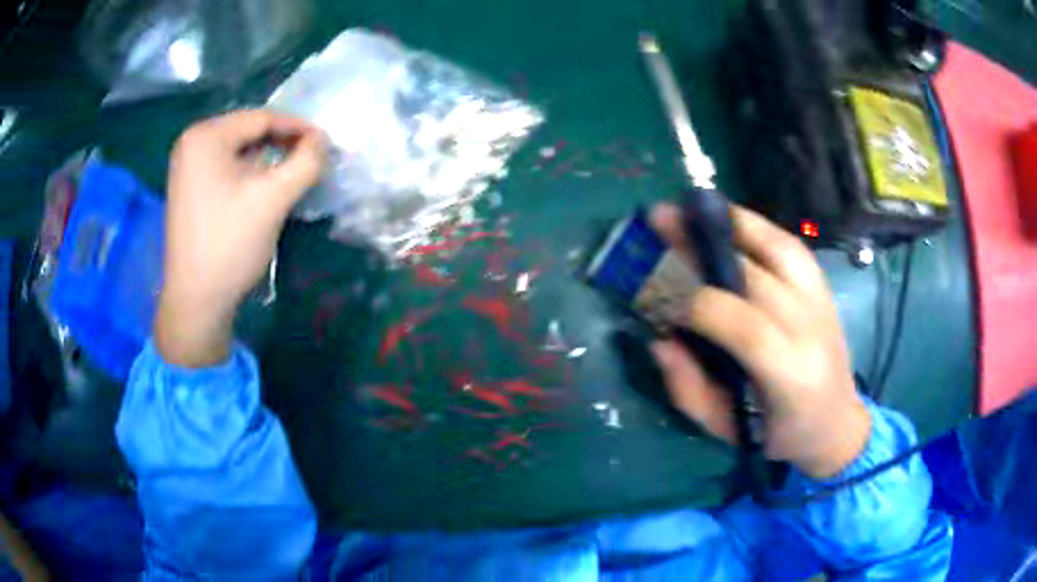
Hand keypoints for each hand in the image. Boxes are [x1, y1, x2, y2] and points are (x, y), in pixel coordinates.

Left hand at [156, 109, 325, 367]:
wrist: (195, 301)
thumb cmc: (230, 245)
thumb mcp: (273, 199)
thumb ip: (305, 162)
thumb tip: (323, 141)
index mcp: (205, 136)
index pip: (261, 118)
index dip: (298, 127)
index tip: (326, 142)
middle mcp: (191, 143)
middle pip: (248, 132)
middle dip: (283, 143)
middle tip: (312, 159)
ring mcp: (186, 167)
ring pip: (238, 151)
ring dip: (268, 159)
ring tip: (294, 172)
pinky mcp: (189, 188)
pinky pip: (226, 168)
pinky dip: (250, 173)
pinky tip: (266, 186)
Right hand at [649, 204, 869, 478]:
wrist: (836, 424)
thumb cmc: (778, 436)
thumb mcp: (726, 431)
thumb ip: (689, 390)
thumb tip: (659, 339)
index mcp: (791, 377)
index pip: (745, 327)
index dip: (697, 302)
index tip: (653, 288)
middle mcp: (812, 330)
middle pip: (757, 277)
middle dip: (703, 248)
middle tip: (659, 222)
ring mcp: (822, 302)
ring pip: (780, 248)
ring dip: (733, 223)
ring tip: (693, 207)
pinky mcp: (824, 288)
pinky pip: (792, 246)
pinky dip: (759, 228)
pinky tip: (730, 219)